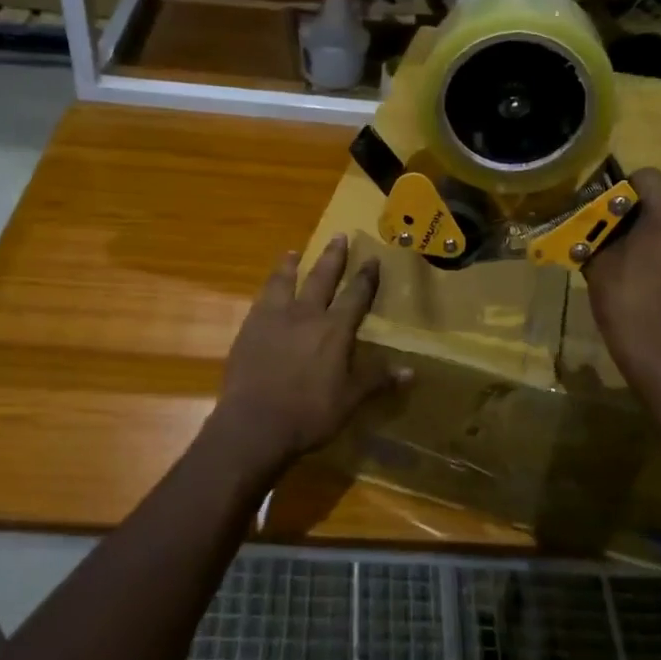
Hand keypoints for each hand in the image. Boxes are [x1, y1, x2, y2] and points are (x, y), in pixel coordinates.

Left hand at [213, 234, 405, 471]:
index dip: (366, 278)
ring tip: (293, 252)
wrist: (254, 423)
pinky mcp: (249, 329)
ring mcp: (273, 319)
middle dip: (333, 257)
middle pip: (321, 278)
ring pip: (284, 281)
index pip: (356, 296)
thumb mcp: (350, 400)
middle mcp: (306, 315)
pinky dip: (268, 287)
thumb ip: (377, 380)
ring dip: (290, 265)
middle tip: (339, 236)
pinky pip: (261, 299)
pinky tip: (267, 288)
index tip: (373, 259)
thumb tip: (411, 371)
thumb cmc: (309, 414)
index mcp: (334, 330)